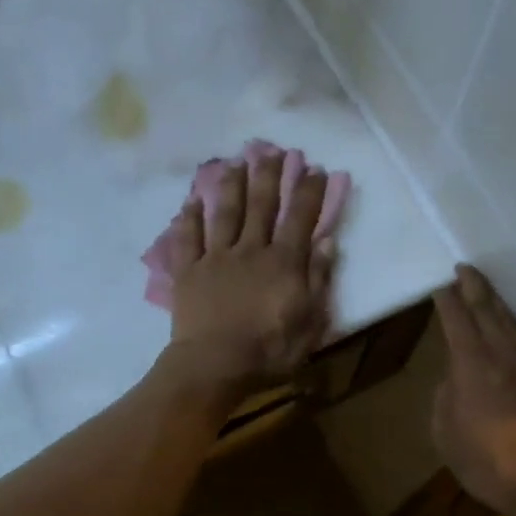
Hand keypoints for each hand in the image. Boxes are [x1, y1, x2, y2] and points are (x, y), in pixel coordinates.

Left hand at [164, 151, 334, 388]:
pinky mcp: (189, 271)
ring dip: (231, 185)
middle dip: (268, 175)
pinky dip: (189, 218)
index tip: (315, 169)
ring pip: (224, 213)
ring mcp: (216, 257)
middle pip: (261, 205)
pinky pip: (188, 238)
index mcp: (284, 262)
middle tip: (271, 150)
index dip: (309, 192)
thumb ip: (318, 280)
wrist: (215, 365)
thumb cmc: (269, 350)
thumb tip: (327, 242)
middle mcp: (251, 249)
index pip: (300, 218)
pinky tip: (191, 201)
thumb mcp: (310, 322)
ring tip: (235, 162)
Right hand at [432, 265, 515, 515]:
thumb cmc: (486, 459)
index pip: (456, 318)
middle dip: (474, 287)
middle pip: (487, 310)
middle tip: (465, 269)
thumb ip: (445, 398)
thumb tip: (454, 380)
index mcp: (471, 362)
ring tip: (485, 292)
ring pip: (510, 323)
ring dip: (495, 303)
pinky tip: (508, 331)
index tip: (439, 285)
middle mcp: (501, 354)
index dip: (447, 299)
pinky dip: (510, 327)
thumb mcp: (445, 432)